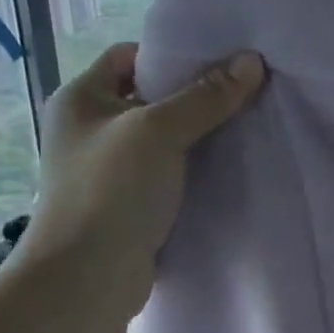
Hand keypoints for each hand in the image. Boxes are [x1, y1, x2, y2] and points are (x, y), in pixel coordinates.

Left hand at [20, 42, 264, 298]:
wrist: (88, 277)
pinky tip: (227, 168)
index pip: (129, 56)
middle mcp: (89, 129)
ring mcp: (107, 169)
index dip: (172, 55)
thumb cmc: (112, 190)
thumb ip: (206, 96)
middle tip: (243, 93)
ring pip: (162, 139)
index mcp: (81, 98)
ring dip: (198, 136)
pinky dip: (193, 169)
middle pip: (150, 97)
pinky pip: (166, 173)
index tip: (219, 63)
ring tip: (244, 128)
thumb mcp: (160, 132)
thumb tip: (252, 61)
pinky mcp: (127, 203)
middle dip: (194, 96)